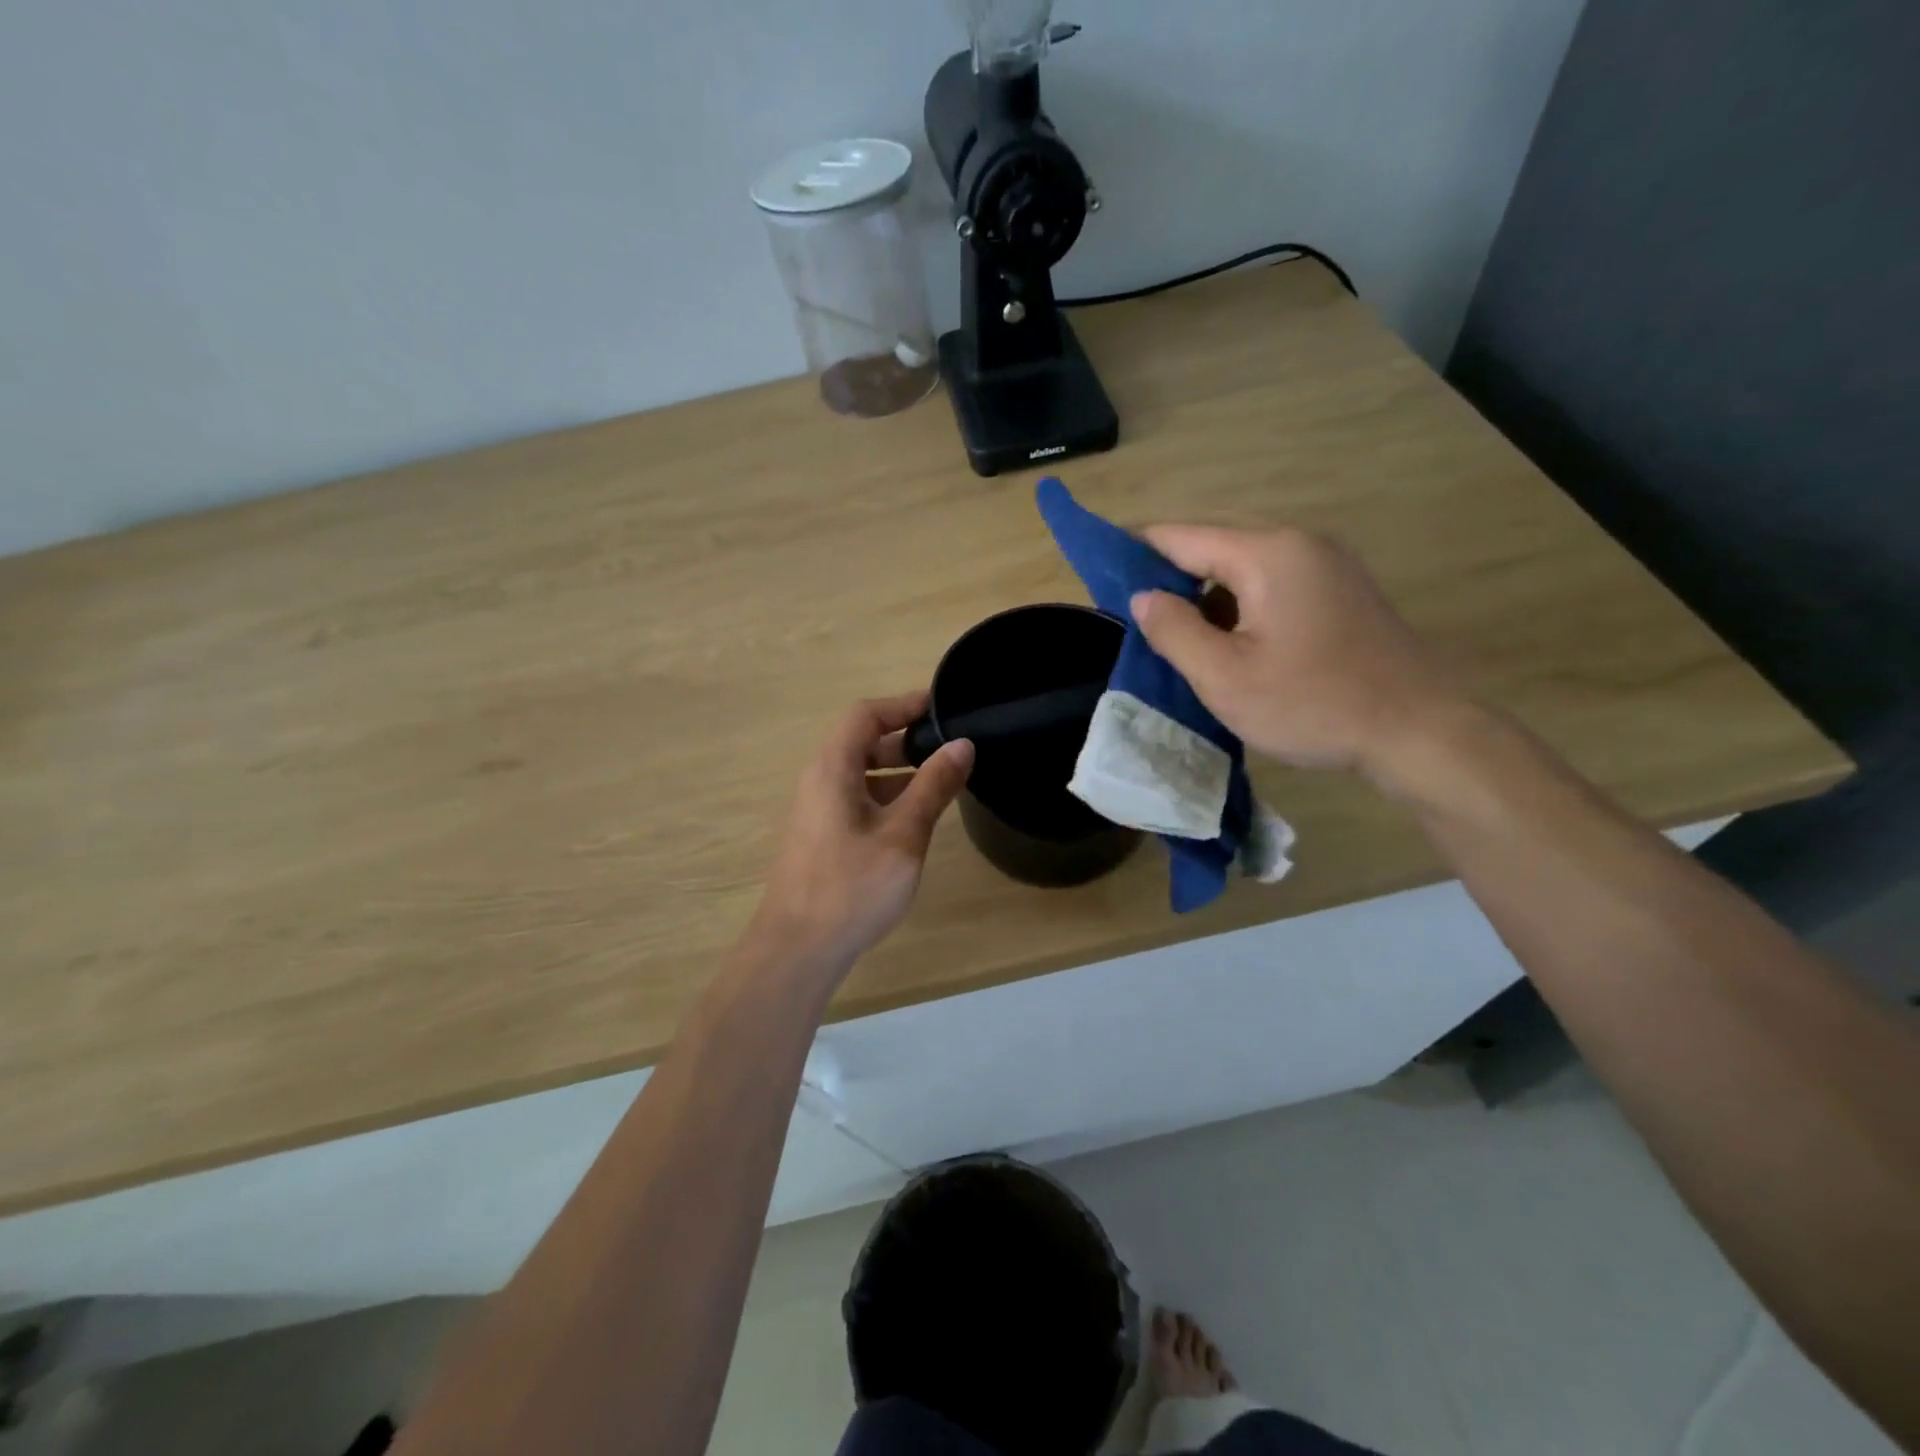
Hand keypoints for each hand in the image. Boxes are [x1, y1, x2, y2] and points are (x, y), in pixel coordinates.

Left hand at [747, 691, 973, 977]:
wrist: (798, 950)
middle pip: (861, 741)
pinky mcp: (821, 836)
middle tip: (950, 748)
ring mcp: (817, 810)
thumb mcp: (903, 835)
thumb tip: (962, 745)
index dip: (903, 704)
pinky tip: (915, 818)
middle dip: (906, 739)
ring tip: (942, 782)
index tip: (943, 708)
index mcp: (832, 769)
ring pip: (860, 773)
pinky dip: (887, 795)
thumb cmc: (852, 887)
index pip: (865, 714)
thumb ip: (933, 786)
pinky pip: (856, 798)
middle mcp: (819, 781)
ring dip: (899, 770)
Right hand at [1129, 525, 1472, 780]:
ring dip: (1205, 598)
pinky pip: (1270, 585)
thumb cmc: (1313, 704)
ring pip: (1241, 568)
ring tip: (1177, 640)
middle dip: (1169, 579)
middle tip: (1136, 622)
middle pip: (1211, 546)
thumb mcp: (1226, 677)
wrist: (1418, 731)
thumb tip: (1142, 596)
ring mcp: (1325, 564)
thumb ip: (1174, 631)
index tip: (1100, 576)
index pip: (1180, 536)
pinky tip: (1228, 645)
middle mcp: (1298, 543)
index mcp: (1267, 554)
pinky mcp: (1339, 591)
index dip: (1134, 552)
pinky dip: (1238, 606)